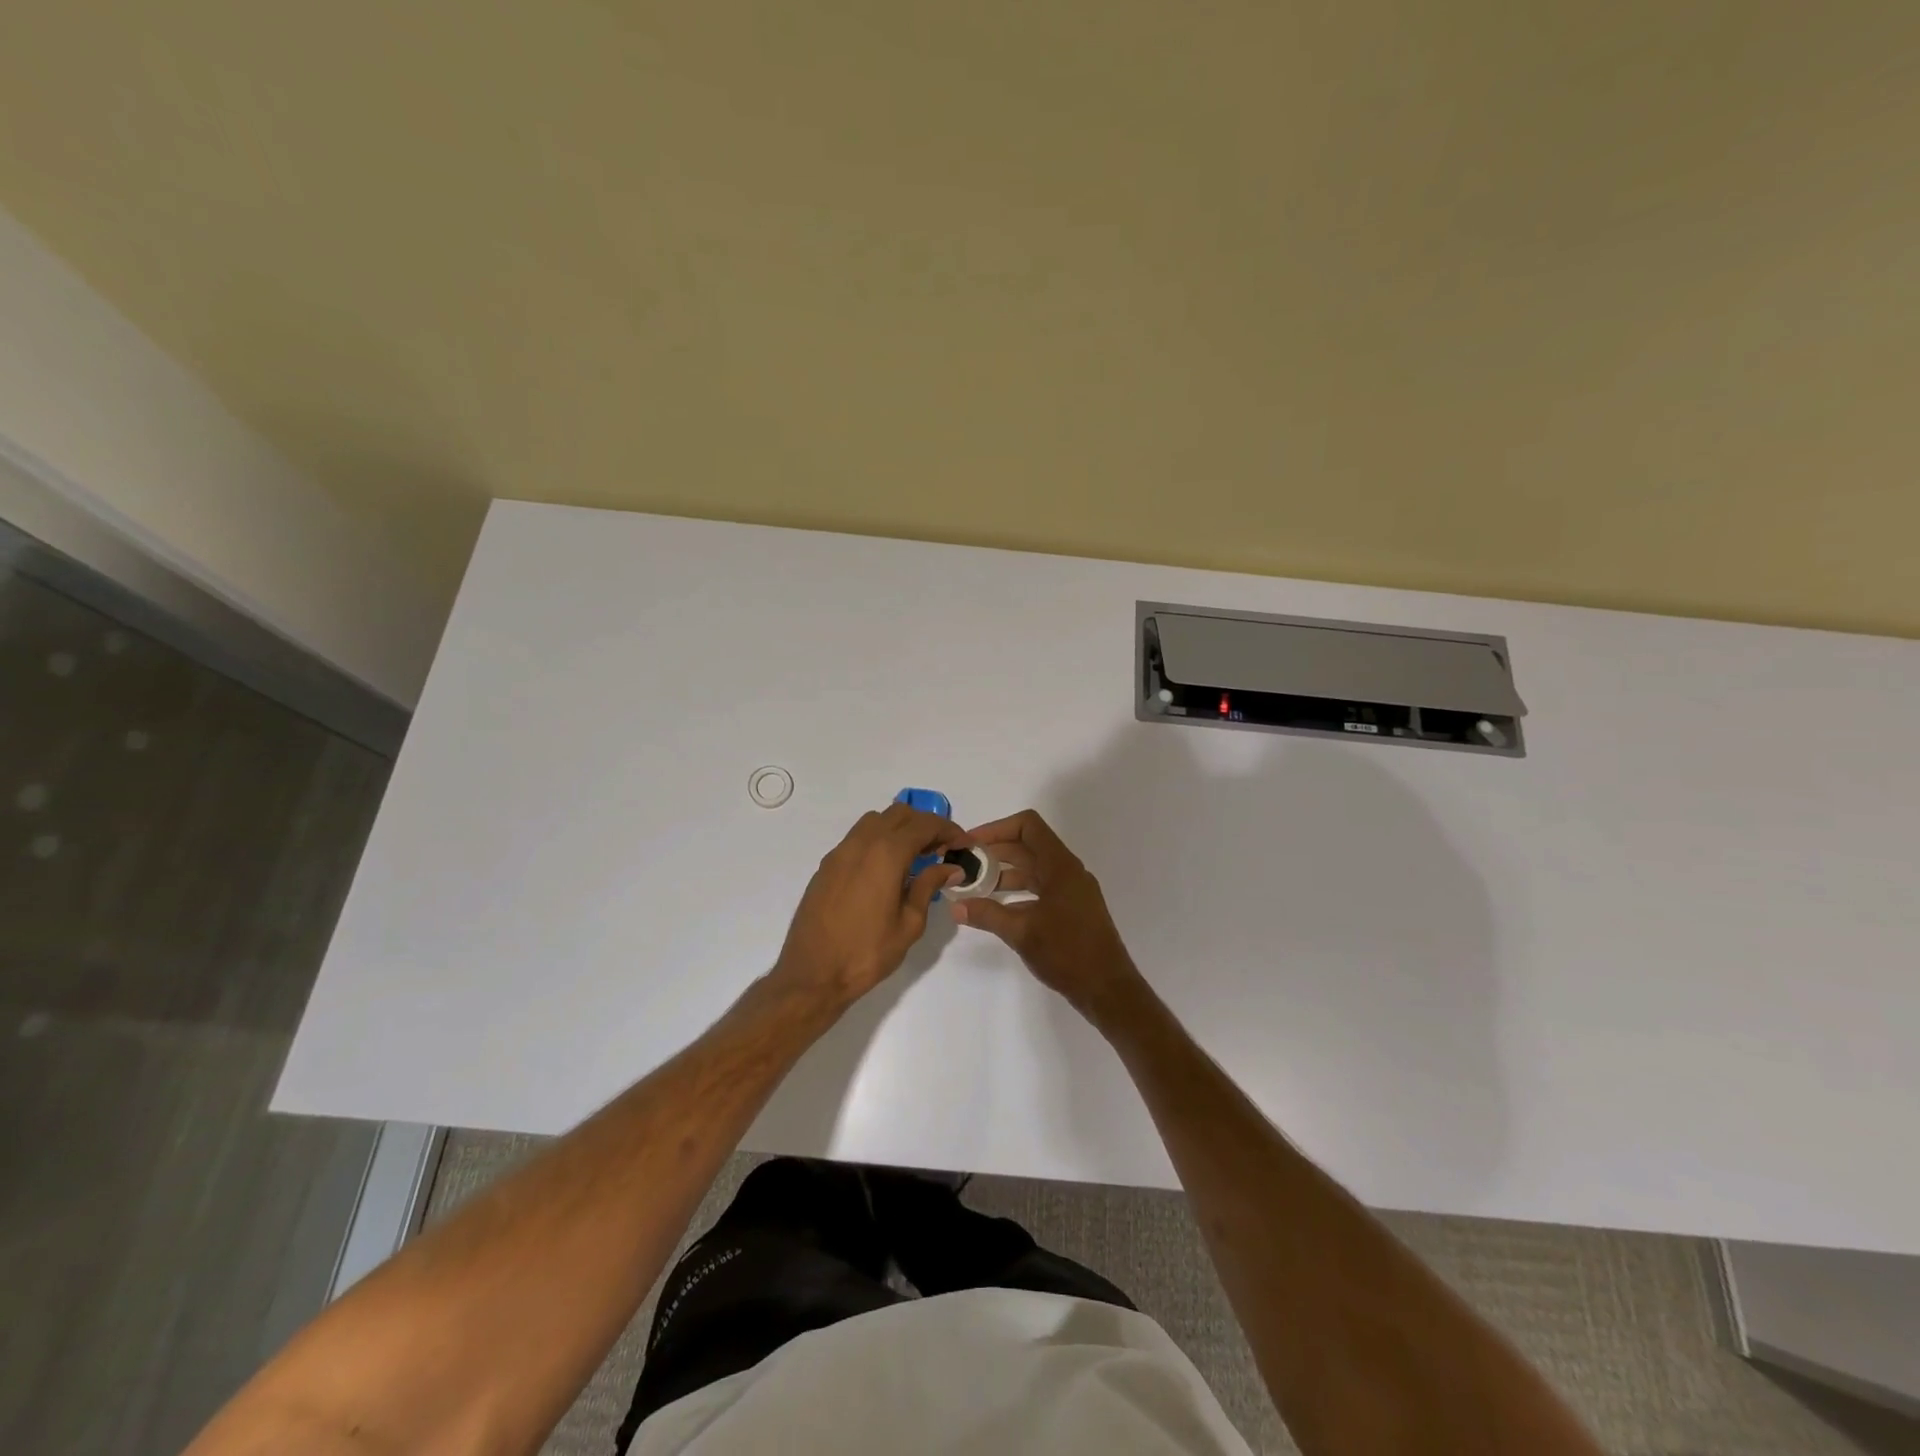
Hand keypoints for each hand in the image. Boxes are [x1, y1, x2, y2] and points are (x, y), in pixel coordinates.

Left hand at [770, 802, 965, 1011]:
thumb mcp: (909, 923)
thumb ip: (928, 886)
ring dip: (899, 829)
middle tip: (941, 849)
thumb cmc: (867, 953)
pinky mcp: (826, 866)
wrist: (812, 974)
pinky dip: (878, 841)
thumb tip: (950, 868)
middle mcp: (861, 844)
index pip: (924, 825)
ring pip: (875, 821)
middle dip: (924, 825)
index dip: (948, 829)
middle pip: (898, 814)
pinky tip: (886, 870)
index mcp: (885, 854)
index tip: (963, 844)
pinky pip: (857, 838)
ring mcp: (839, 853)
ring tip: (914, 857)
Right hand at [950, 809, 1147, 1026]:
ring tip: (975, 887)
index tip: (971, 843)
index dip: (997, 828)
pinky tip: (998, 908)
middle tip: (965, 865)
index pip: (1028, 826)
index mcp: (1060, 866)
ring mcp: (1072, 891)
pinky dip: (1018, 892)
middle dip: (995, 852)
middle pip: (1028, 846)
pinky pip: (1041, 889)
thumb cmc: (1067, 953)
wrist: (1108, 989)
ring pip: (1034, 869)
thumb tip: (956, 905)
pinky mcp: (1072, 909)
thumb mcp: (1021, 932)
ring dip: (1005, 873)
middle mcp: (1068, 871)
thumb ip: (987, 914)